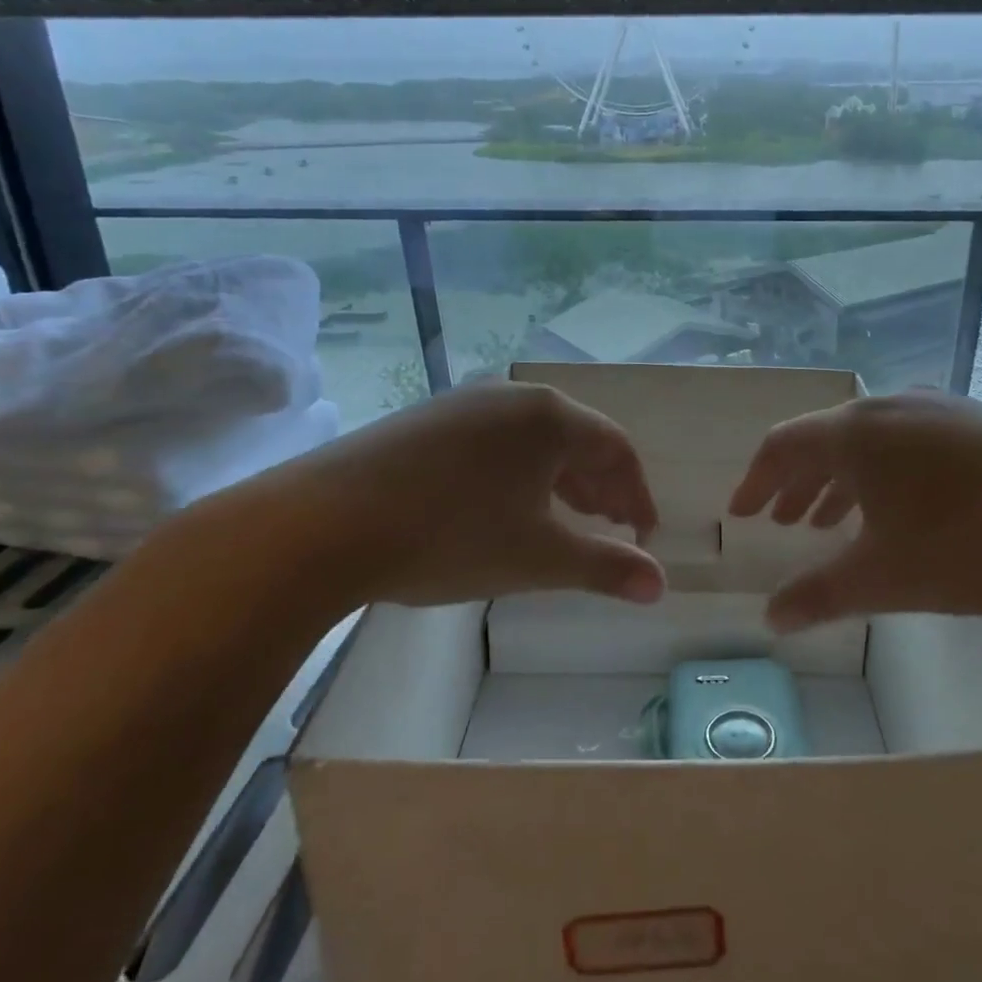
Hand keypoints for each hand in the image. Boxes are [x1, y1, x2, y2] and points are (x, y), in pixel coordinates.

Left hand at [184, 380, 664, 616]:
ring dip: (558, 481)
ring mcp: (463, 403)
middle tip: (608, 529)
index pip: (617, 448)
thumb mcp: (538, 557)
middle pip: (576, 438)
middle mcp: (512, 396)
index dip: (637, 494)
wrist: (320, 524)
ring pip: (532, 440)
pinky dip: (515, 474)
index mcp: (550, 417)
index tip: (642, 535)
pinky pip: (491, 442)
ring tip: (561, 521)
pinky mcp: (423, 420)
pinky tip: (498, 508)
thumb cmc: (450, 535)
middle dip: (600, 487)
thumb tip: (661, 585)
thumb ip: (606, 567)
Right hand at [728, 391, 981, 630]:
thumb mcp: (888, 576)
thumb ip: (821, 594)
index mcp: (855, 432)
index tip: (741, 515)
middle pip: (823, 440)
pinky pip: (905, 444)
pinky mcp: (975, 422)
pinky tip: (895, 511)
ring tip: (826, 522)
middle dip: (795, 484)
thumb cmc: (974, 542)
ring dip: (838, 481)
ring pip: (867, 443)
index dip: (755, 481)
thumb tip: (771, 618)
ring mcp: (936, 409)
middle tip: (780, 523)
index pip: (782, 445)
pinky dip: (880, 476)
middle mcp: (889, 406)